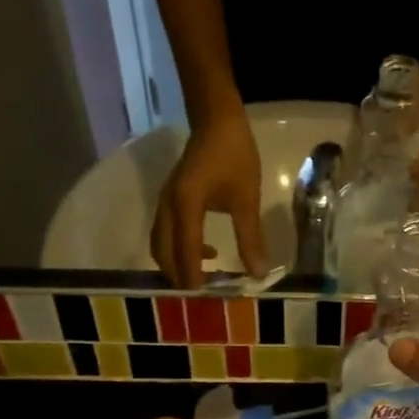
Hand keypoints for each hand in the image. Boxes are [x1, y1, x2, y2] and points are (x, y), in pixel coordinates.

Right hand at [152, 106, 265, 287]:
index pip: (184, 250)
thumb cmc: (234, 155)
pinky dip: (178, 250)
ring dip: (176, 265)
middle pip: (163, 252)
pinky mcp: (169, 200)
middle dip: (178, 276)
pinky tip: (205, 254)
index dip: (192, 277)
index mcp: (186, 204)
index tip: (203, 298)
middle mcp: (168, 206)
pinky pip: (166, 234)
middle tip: (202, 296)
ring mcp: (165, 202)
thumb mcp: (246, 198)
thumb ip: (250, 237)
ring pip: (160, 244)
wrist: (216, 120)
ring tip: (203, 280)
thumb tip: (258, 273)